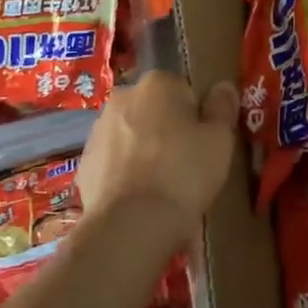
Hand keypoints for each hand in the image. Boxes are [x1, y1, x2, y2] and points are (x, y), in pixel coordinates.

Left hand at [77, 72, 237, 241]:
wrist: (131, 225)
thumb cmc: (184, 172)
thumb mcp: (220, 139)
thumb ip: (223, 107)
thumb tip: (223, 87)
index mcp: (157, 83)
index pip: (184, 89)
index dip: (197, 115)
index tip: (203, 141)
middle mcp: (123, 97)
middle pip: (155, 108)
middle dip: (167, 127)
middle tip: (186, 161)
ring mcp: (98, 130)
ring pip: (132, 133)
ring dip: (144, 148)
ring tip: (162, 184)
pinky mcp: (84, 163)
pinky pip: (114, 160)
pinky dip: (125, 171)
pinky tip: (140, 195)